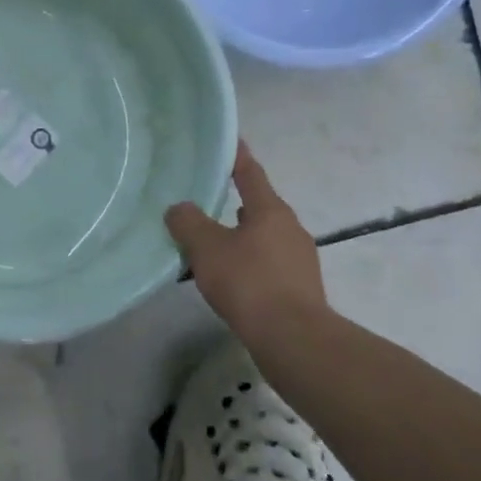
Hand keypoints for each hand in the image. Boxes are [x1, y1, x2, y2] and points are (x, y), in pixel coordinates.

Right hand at [166, 143, 325, 338]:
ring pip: (265, 238)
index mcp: (270, 210)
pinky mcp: (301, 289)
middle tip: (208, 202)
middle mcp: (290, 228)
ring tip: (214, 246)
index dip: (237, 156)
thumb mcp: (207, 248)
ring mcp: (300, 260)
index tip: (229, 140)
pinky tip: (232, 280)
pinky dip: (250, 264)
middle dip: (237, 203)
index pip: (250, 173)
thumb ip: (188, 223)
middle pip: (260, 207)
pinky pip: (270, 264)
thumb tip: (179, 208)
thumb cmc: (249, 282)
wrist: (293, 339)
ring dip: (242, 237)